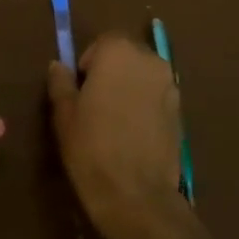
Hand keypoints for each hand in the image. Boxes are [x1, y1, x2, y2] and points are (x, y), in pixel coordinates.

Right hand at [47, 34, 187, 238]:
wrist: (137, 195)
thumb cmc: (92, 148)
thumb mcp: (64, 115)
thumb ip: (61, 83)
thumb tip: (58, 65)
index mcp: (119, 52)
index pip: (103, 42)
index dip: (89, 63)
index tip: (80, 90)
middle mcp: (149, 60)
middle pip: (126, 55)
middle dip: (111, 72)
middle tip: (94, 104)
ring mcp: (170, 85)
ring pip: (143, 76)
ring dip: (129, 88)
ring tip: (114, 121)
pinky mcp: (181, 111)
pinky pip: (156, 97)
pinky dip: (145, 106)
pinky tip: (133, 134)